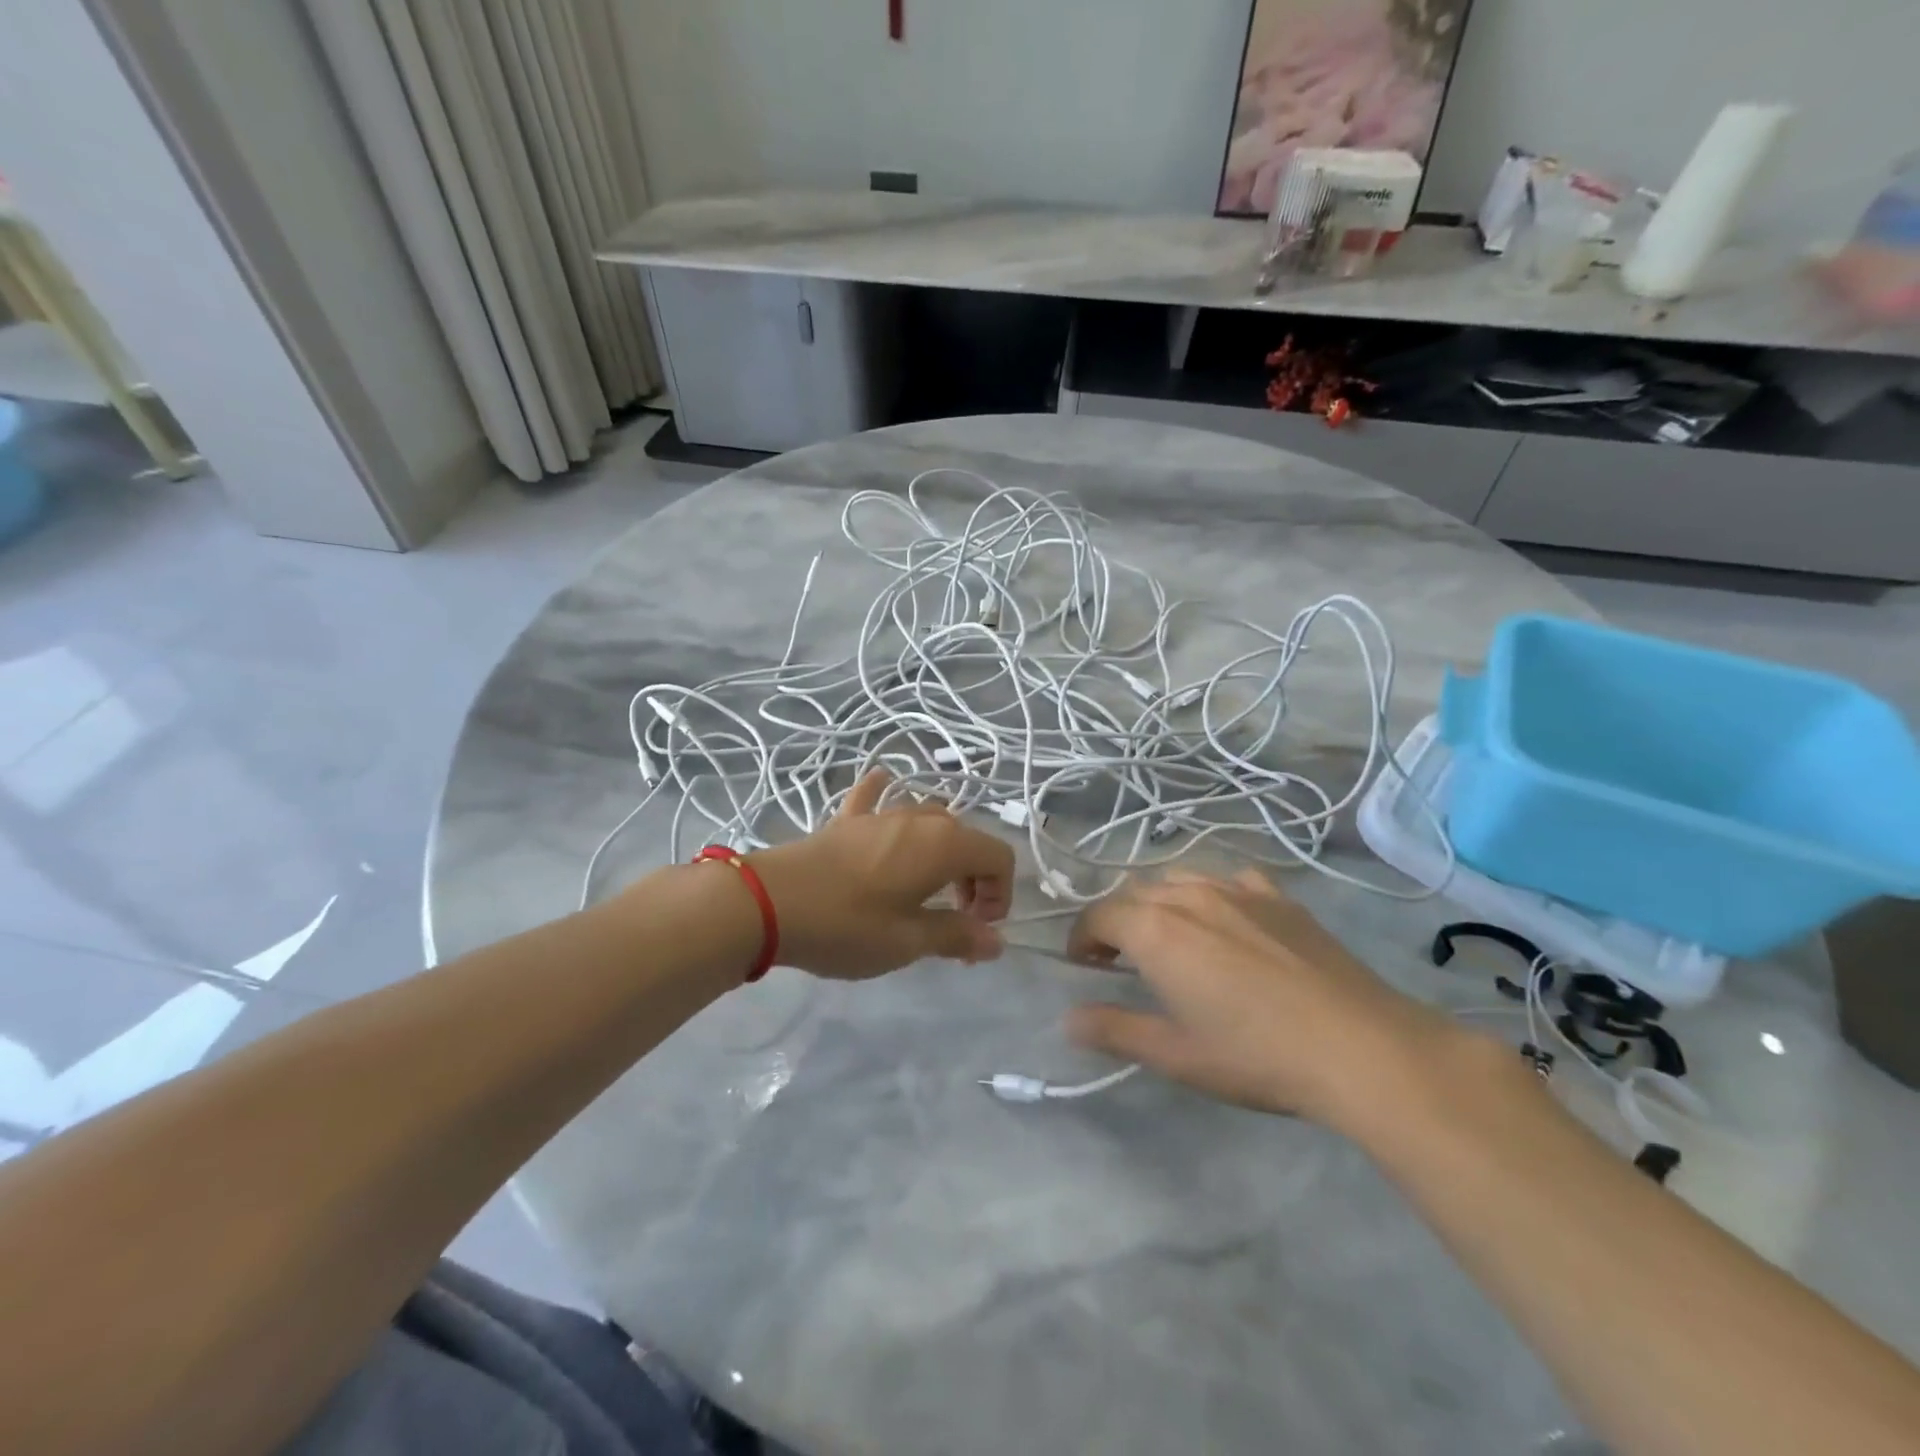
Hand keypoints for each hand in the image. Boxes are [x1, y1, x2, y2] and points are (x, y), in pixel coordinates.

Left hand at [746, 771, 1014, 979]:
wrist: (768, 902)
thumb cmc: (847, 925)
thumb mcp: (907, 941)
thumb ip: (956, 936)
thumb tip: (996, 942)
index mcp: (944, 845)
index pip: (999, 857)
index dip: (1001, 893)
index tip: (979, 928)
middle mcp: (920, 819)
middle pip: (968, 839)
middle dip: (974, 880)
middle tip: (956, 920)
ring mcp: (882, 813)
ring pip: (930, 822)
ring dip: (942, 853)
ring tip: (925, 890)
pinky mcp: (847, 819)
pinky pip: (877, 798)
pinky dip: (887, 796)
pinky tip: (883, 785)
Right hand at [1065, 870, 1458, 1125]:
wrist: (1359, 1046)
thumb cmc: (1256, 1055)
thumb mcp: (1176, 1054)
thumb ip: (1115, 1030)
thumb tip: (1069, 1019)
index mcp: (1156, 929)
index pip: (1099, 915)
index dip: (1083, 938)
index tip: (1085, 966)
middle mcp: (1189, 895)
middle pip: (1135, 893)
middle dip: (1118, 921)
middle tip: (1121, 960)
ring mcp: (1238, 890)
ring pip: (1179, 879)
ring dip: (1160, 903)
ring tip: (1171, 939)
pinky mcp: (1279, 897)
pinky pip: (1230, 879)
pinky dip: (1212, 894)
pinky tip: (1228, 921)